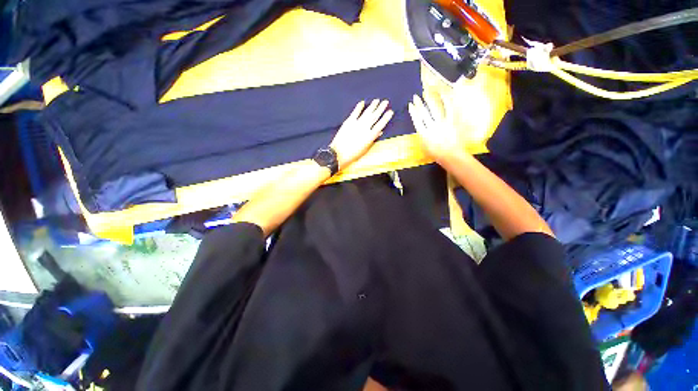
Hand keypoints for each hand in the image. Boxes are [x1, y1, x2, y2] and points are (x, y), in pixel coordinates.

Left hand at [330, 99, 392, 169]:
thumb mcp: (365, 148)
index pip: (381, 124)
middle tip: (386, 101)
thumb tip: (379, 132)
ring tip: (377, 100)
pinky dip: (359, 107)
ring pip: (367, 112)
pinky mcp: (349, 121)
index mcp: (370, 136)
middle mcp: (365, 128)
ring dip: (372, 106)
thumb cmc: (353, 154)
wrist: (339, 153)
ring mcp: (357, 124)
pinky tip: (362, 102)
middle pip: (375, 116)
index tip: (390, 111)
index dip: (386, 118)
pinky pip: (355, 112)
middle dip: (381, 108)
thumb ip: (373, 139)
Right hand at [408, 92, 463, 164]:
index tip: (410, 105)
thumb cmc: (437, 154)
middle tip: (415, 97)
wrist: (451, 156)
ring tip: (426, 93)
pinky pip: (448, 109)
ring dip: (429, 100)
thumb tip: (421, 129)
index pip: (417, 120)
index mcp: (424, 134)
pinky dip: (445, 101)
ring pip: (434, 109)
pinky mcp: (452, 121)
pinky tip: (443, 95)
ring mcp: (442, 123)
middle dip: (419, 104)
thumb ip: (423, 137)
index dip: (413, 112)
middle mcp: (431, 127)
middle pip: (424, 113)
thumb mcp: (425, 147)